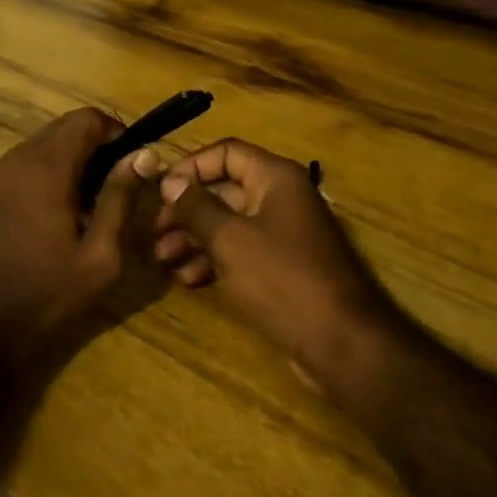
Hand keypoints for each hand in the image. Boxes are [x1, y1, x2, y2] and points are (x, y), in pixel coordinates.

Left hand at [0, 108, 161, 369]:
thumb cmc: (46, 295)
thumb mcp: (99, 255)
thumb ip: (121, 198)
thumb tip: (145, 154)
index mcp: (47, 166)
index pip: (88, 118)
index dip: (117, 133)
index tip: (134, 165)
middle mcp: (21, 157)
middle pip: (69, 126)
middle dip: (99, 146)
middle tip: (120, 187)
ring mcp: (3, 172)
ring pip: (51, 141)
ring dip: (79, 159)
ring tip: (97, 204)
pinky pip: (34, 160)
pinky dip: (58, 171)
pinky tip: (68, 213)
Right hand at [157, 139, 402, 390]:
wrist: (342, 343)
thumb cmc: (283, 278)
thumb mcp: (230, 240)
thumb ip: (197, 207)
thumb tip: (170, 182)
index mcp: (276, 177)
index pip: (227, 152)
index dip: (192, 167)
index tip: (160, 191)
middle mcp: (281, 197)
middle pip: (225, 189)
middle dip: (188, 210)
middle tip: (154, 232)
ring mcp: (284, 233)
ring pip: (230, 223)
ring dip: (195, 238)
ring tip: (162, 259)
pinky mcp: (283, 267)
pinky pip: (242, 251)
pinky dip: (215, 260)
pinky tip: (187, 279)